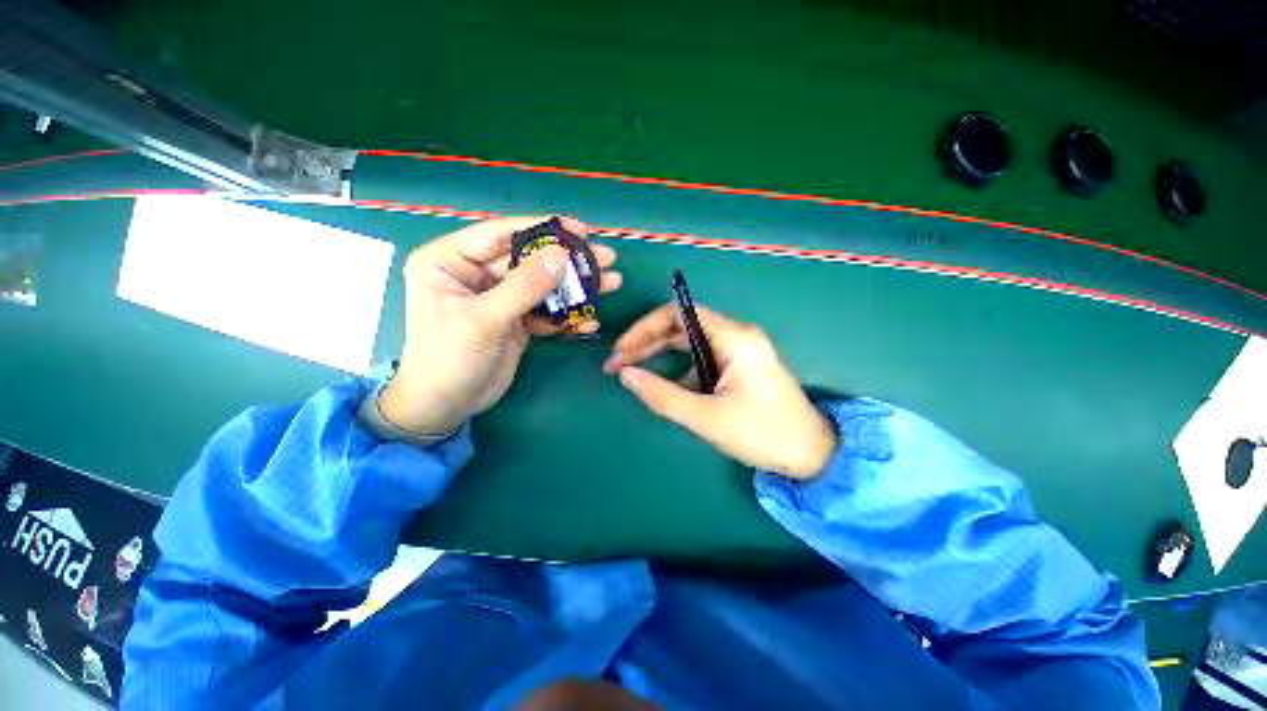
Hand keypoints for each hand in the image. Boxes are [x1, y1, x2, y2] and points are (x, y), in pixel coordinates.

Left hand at [380, 216, 620, 435]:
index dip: (542, 228)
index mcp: (451, 261)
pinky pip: (546, 312)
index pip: (501, 234)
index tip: (581, 229)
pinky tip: (590, 321)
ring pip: (543, 286)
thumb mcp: (484, 319)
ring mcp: (499, 299)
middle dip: (569, 261)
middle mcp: (476, 274)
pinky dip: (568, 317)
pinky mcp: (516, 321)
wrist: (445, 406)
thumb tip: (561, 255)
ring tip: (610, 283)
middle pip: (530, 260)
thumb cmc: (448, 358)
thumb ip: (524, 287)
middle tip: (606, 257)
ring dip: (575, 288)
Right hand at [603, 304, 836, 478]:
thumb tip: (626, 374)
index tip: (622, 351)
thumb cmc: (763, 434)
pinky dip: (679, 370)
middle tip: (618, 365)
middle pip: (682, 328)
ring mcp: (739, 351)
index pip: (680, 315)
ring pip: (690, 344)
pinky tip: (665, 389)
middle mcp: (737, 336)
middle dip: (647, 343)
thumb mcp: (706, 418)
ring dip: (660, 357)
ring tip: (633, 374)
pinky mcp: (739, 367)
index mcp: (734, 338)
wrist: (812, 455)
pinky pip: (701, 360)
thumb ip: (662, 395)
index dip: (645, 328)